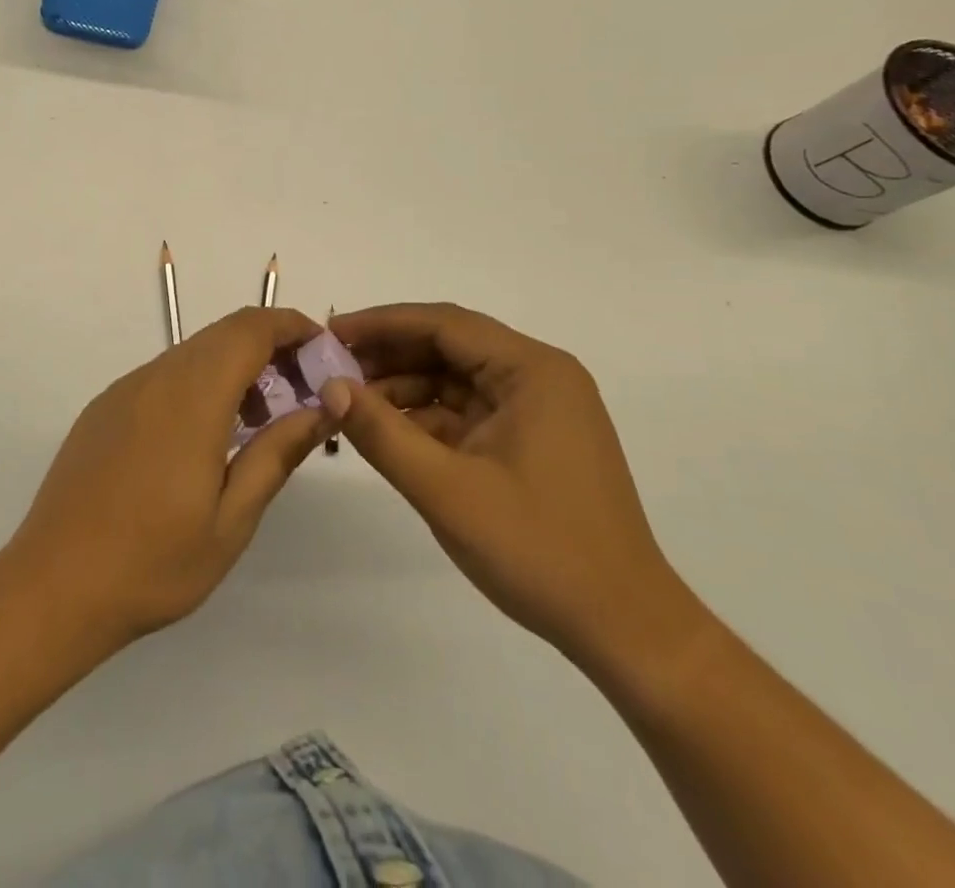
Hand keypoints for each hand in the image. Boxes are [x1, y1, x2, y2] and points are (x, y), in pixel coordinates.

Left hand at [6, 306, 331, 650]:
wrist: (52, 586)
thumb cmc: (152, 562)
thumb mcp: (231, 519)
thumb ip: (277, 453)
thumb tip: (322, 408)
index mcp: (192, 396)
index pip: (250, 329)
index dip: (292, 326)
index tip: (323, 352)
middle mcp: (155, 377)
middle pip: (223, 334)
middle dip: (270, 348)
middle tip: (301, 394)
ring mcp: (124, 390)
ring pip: (192, 353)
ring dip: (234, 368)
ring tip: (257, 424)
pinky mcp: (104, 408)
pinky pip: (163, 376)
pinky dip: (199, 385)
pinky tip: (205, 438)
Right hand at [326, 303, 704, 674]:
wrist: (626, 630)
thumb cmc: (540, 551)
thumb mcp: (446, 490)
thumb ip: (382, 433)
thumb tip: (329, 387)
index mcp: (532, 371)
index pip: (444, 324)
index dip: (381, 323)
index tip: (330, 333)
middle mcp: (538, 377)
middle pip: (449, 346)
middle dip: (388, 354)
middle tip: (330, 367)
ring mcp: (536, 410)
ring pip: (454, 379)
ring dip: (402, 387)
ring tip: (348, 402)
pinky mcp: (530, 441)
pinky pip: (466, 411)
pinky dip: (425, 417)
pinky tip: (384, 430)